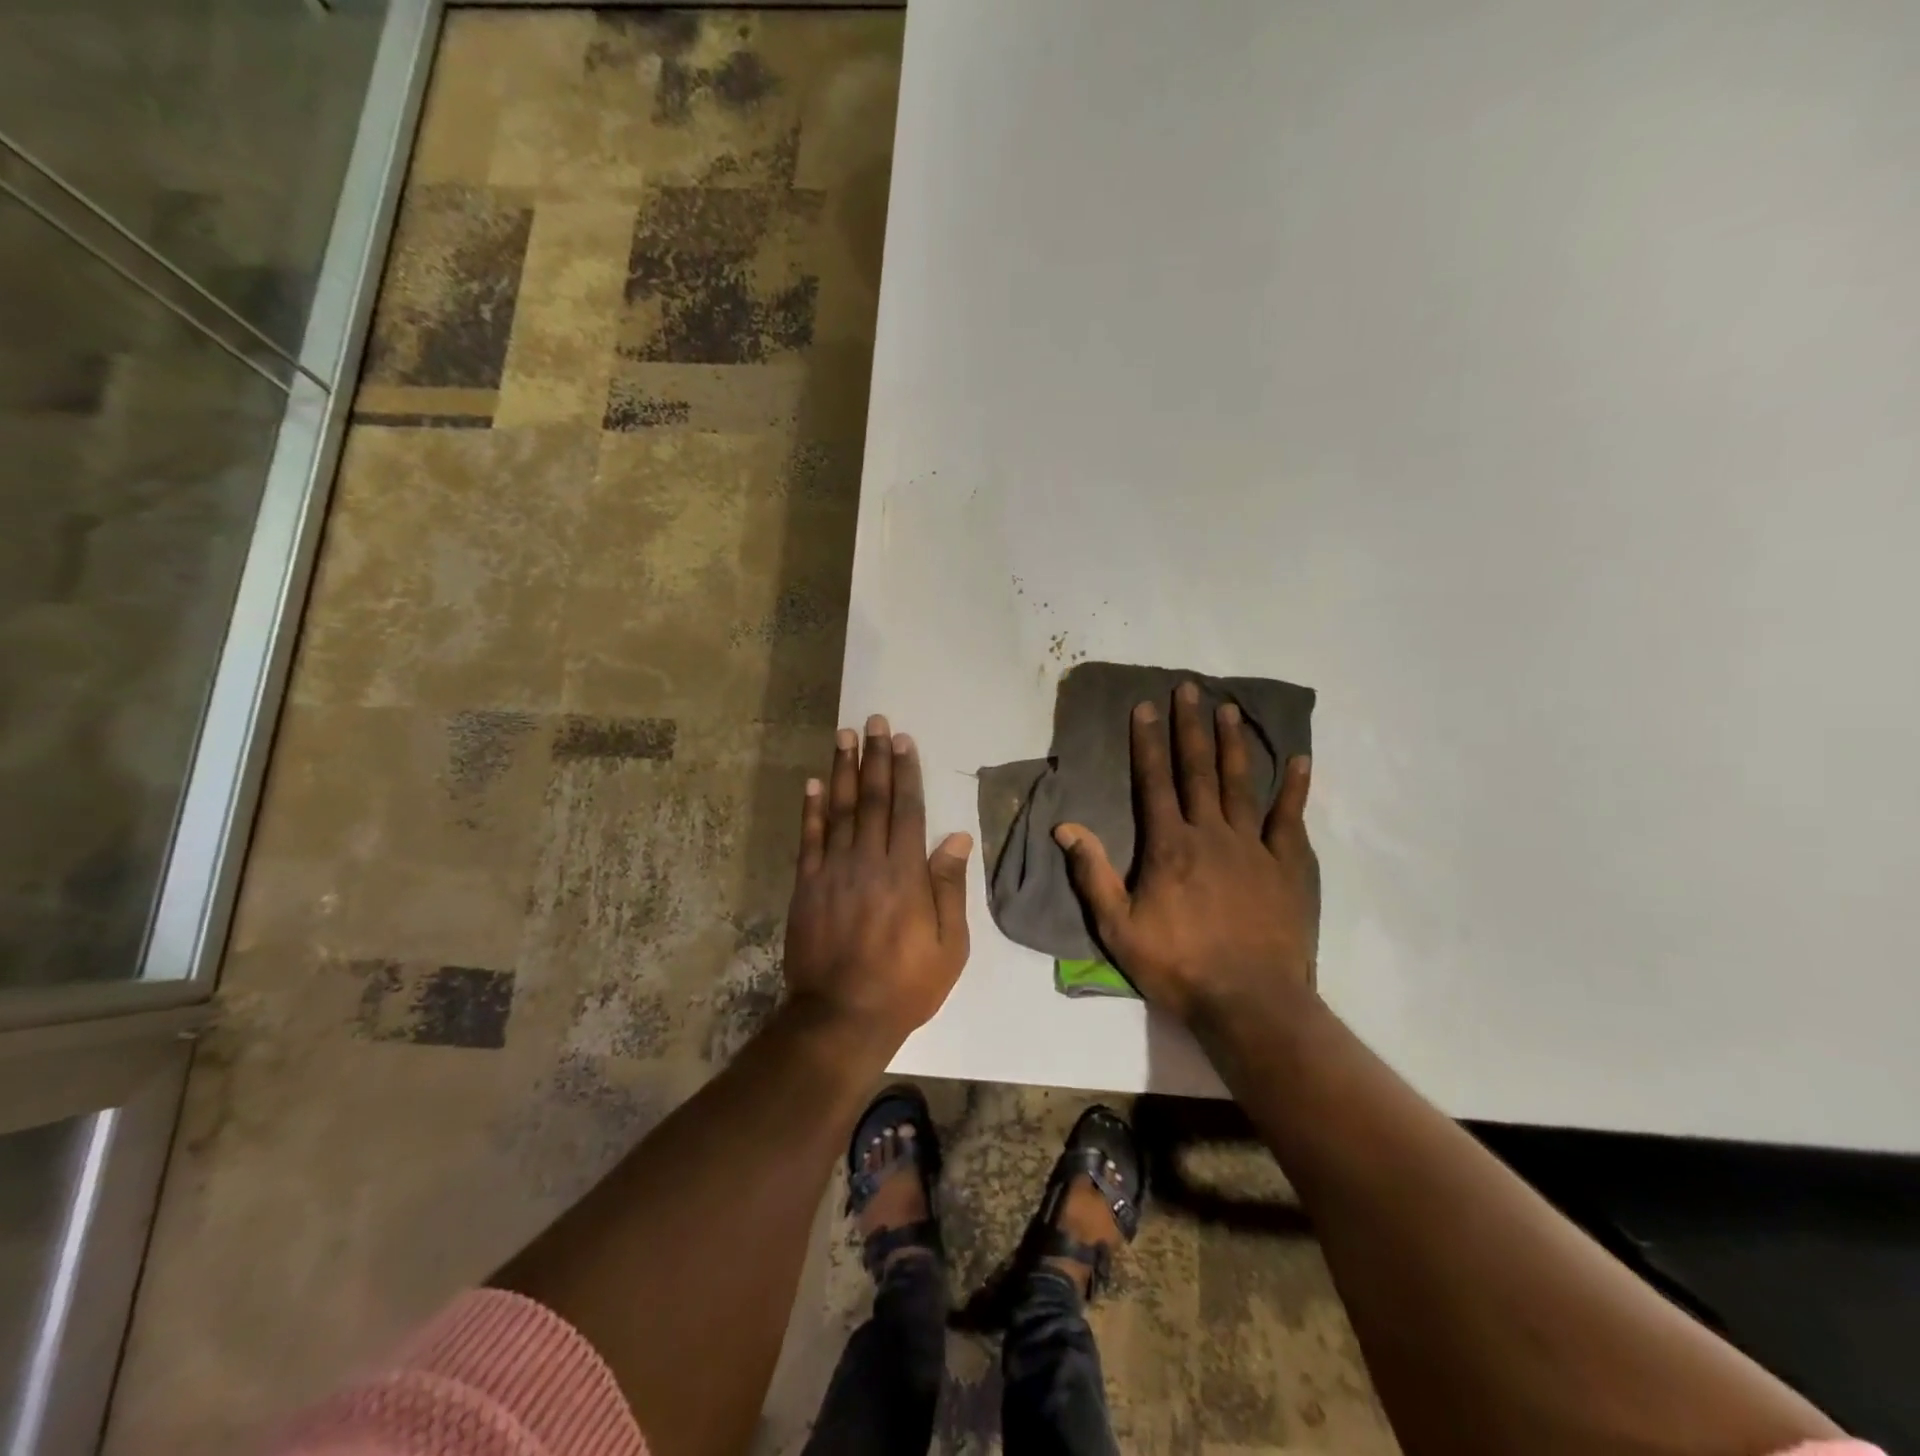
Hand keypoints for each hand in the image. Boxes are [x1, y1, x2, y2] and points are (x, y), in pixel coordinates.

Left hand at [783, 714, 973, 1045]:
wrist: (841, 1016)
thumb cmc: (905, 984)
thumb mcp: (949, 945)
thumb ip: (949, 888)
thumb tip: (956, 838)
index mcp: (905, 873)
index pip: (907, 810)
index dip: (905, 773)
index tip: (903, 741)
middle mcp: (868, 861)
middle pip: (872, 799)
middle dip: (875, 757)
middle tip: (874, 721)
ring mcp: (833, 871)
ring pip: (839, 809)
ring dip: (842, 769)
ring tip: (844, 735)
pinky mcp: (806, 886)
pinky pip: (808, 838)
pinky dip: (810, 809)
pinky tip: (813, 782)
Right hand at [1053, 682, 1318, 1024]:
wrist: (1249, 1002)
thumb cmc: (1177, 965)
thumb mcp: (1118, 926)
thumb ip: (1093, 873)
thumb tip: (1066, 827)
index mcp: (1169, 846)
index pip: (1154, 781)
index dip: (1148, 742)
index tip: (1145, 707)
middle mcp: (1211, 833)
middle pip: (1198, 770)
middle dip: (1190, 727)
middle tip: (1188, 688)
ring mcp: (1253, 847)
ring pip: (1241, 784)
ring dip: (1234, 744)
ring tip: (1230, 708)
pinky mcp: (1287, 866)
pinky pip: (1290, 819)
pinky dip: (1295, 789)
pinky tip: (1300, 762)